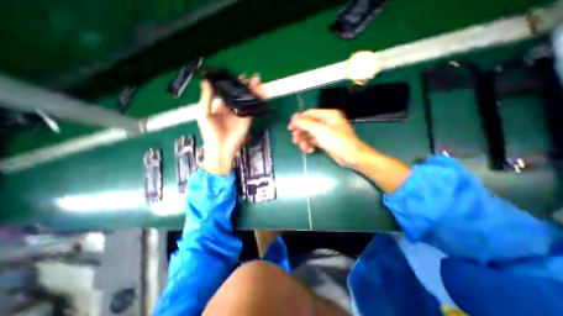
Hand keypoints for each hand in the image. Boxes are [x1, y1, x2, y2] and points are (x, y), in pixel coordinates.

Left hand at [197, 75, 264, 174]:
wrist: (220, 148)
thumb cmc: (209, 132)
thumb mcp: (204, 114)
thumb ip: (206, 98)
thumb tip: (205, 82)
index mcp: (220, 106)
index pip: (228, 92)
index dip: (233, 84)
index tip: (237, 76)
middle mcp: (232, 109)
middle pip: (240, 95)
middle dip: (245, 86)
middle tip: (251, 77)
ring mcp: (240, 114)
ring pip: (247, 100)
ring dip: (253, 92)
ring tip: (258, 82)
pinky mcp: (247, 120)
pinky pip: (253, 109)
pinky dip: (257, 102)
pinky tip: (261, 94)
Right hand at [288, 108, 371, 166]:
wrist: (351, 157)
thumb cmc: (337, 141)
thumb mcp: (320, 130)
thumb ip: (305, 123)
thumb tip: (293, 117)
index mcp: (328, 115)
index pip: (309, 114)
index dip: (298, 120)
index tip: (290, 128)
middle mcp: (326, 122)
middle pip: (308, 124)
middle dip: (301, 132)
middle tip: (295, 140)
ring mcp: (326, 132)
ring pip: (310, 134)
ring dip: (304, 140)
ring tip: (303, 147)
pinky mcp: (325, 141)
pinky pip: (314, 141)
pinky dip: (310, 145)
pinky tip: (310, 150)